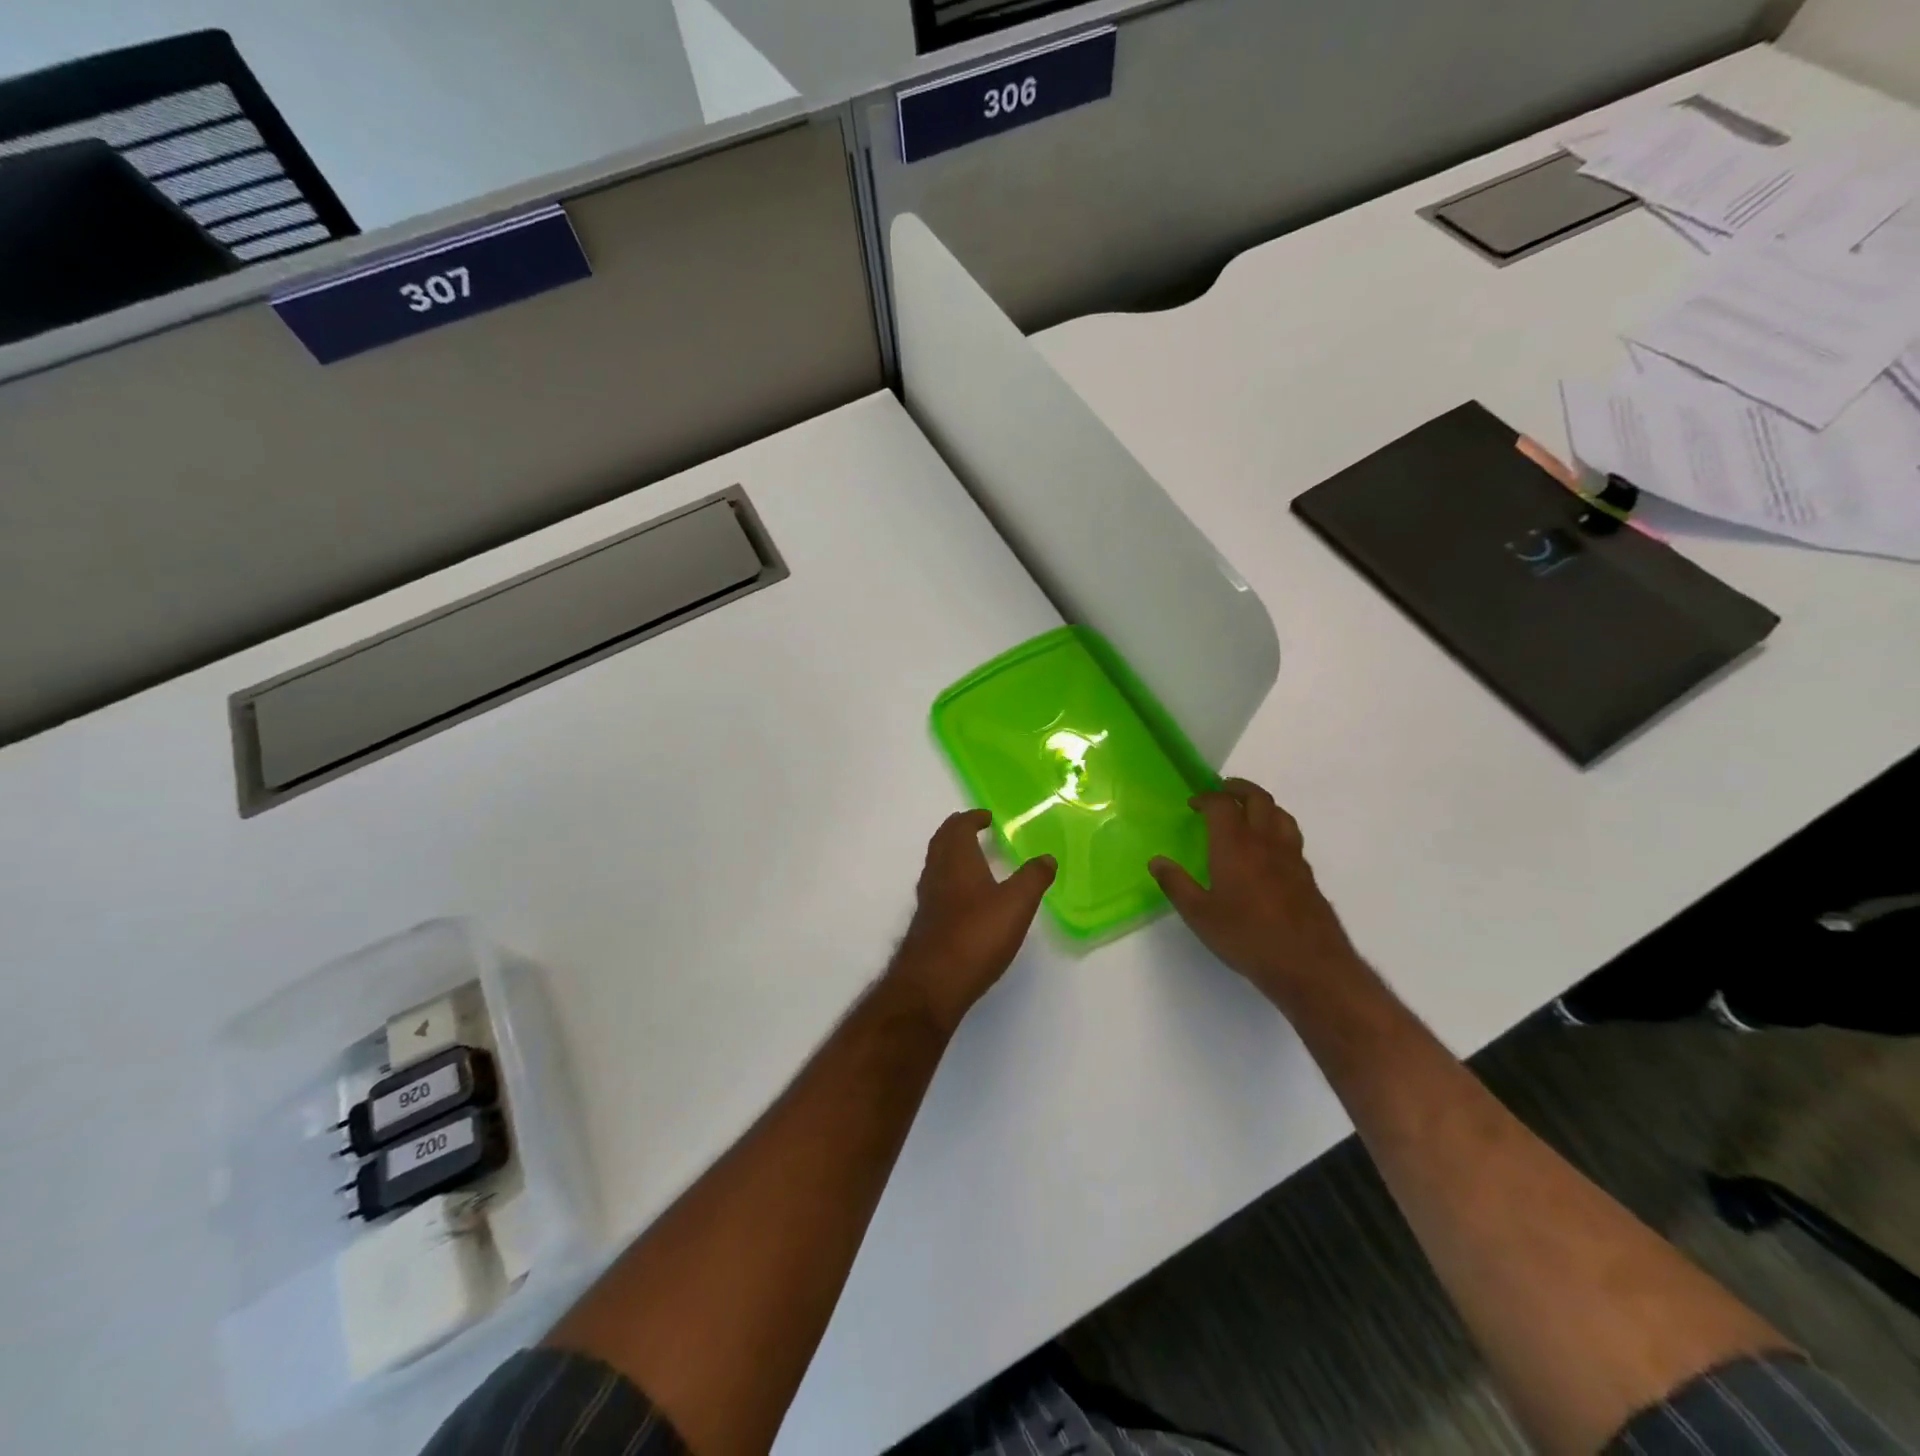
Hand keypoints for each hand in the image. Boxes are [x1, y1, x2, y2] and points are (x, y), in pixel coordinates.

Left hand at [889, 810, 1055, 1035]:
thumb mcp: (1016, 904)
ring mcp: (928, 900)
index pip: (958, 827)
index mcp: (957, 860)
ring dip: (953, 856)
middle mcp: (937, 873)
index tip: (986, 818)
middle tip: (976, 830)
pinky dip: (951, 881)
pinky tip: (966, 900)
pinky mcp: (926, 924)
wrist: (933, 983)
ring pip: (937, 865)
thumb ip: (1033, 878)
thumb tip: (1047, 858)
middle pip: (942, 842)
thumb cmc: (976, 935)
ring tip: (975, 861)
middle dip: (958, 832)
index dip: (972, 818)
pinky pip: (938, 889)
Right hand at [1149, 779, 1360, 1009]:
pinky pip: (1291, 836)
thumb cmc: (1246, 936)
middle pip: (1257, 798)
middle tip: (1222, 790)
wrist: (1308, 964)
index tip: (1193, 803)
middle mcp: (1265, 841)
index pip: (1222, 804)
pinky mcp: (1307, 875)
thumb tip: (1156, 862)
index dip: (1206, 797)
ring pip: (1280, 814)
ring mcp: (1291, 856)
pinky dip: (1277, 827)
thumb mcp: (1199, 914)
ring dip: (1262, 804)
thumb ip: (1176, 884)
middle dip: (1238, 788)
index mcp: (1234, 844)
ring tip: (1248, 811)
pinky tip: (1269, 848)